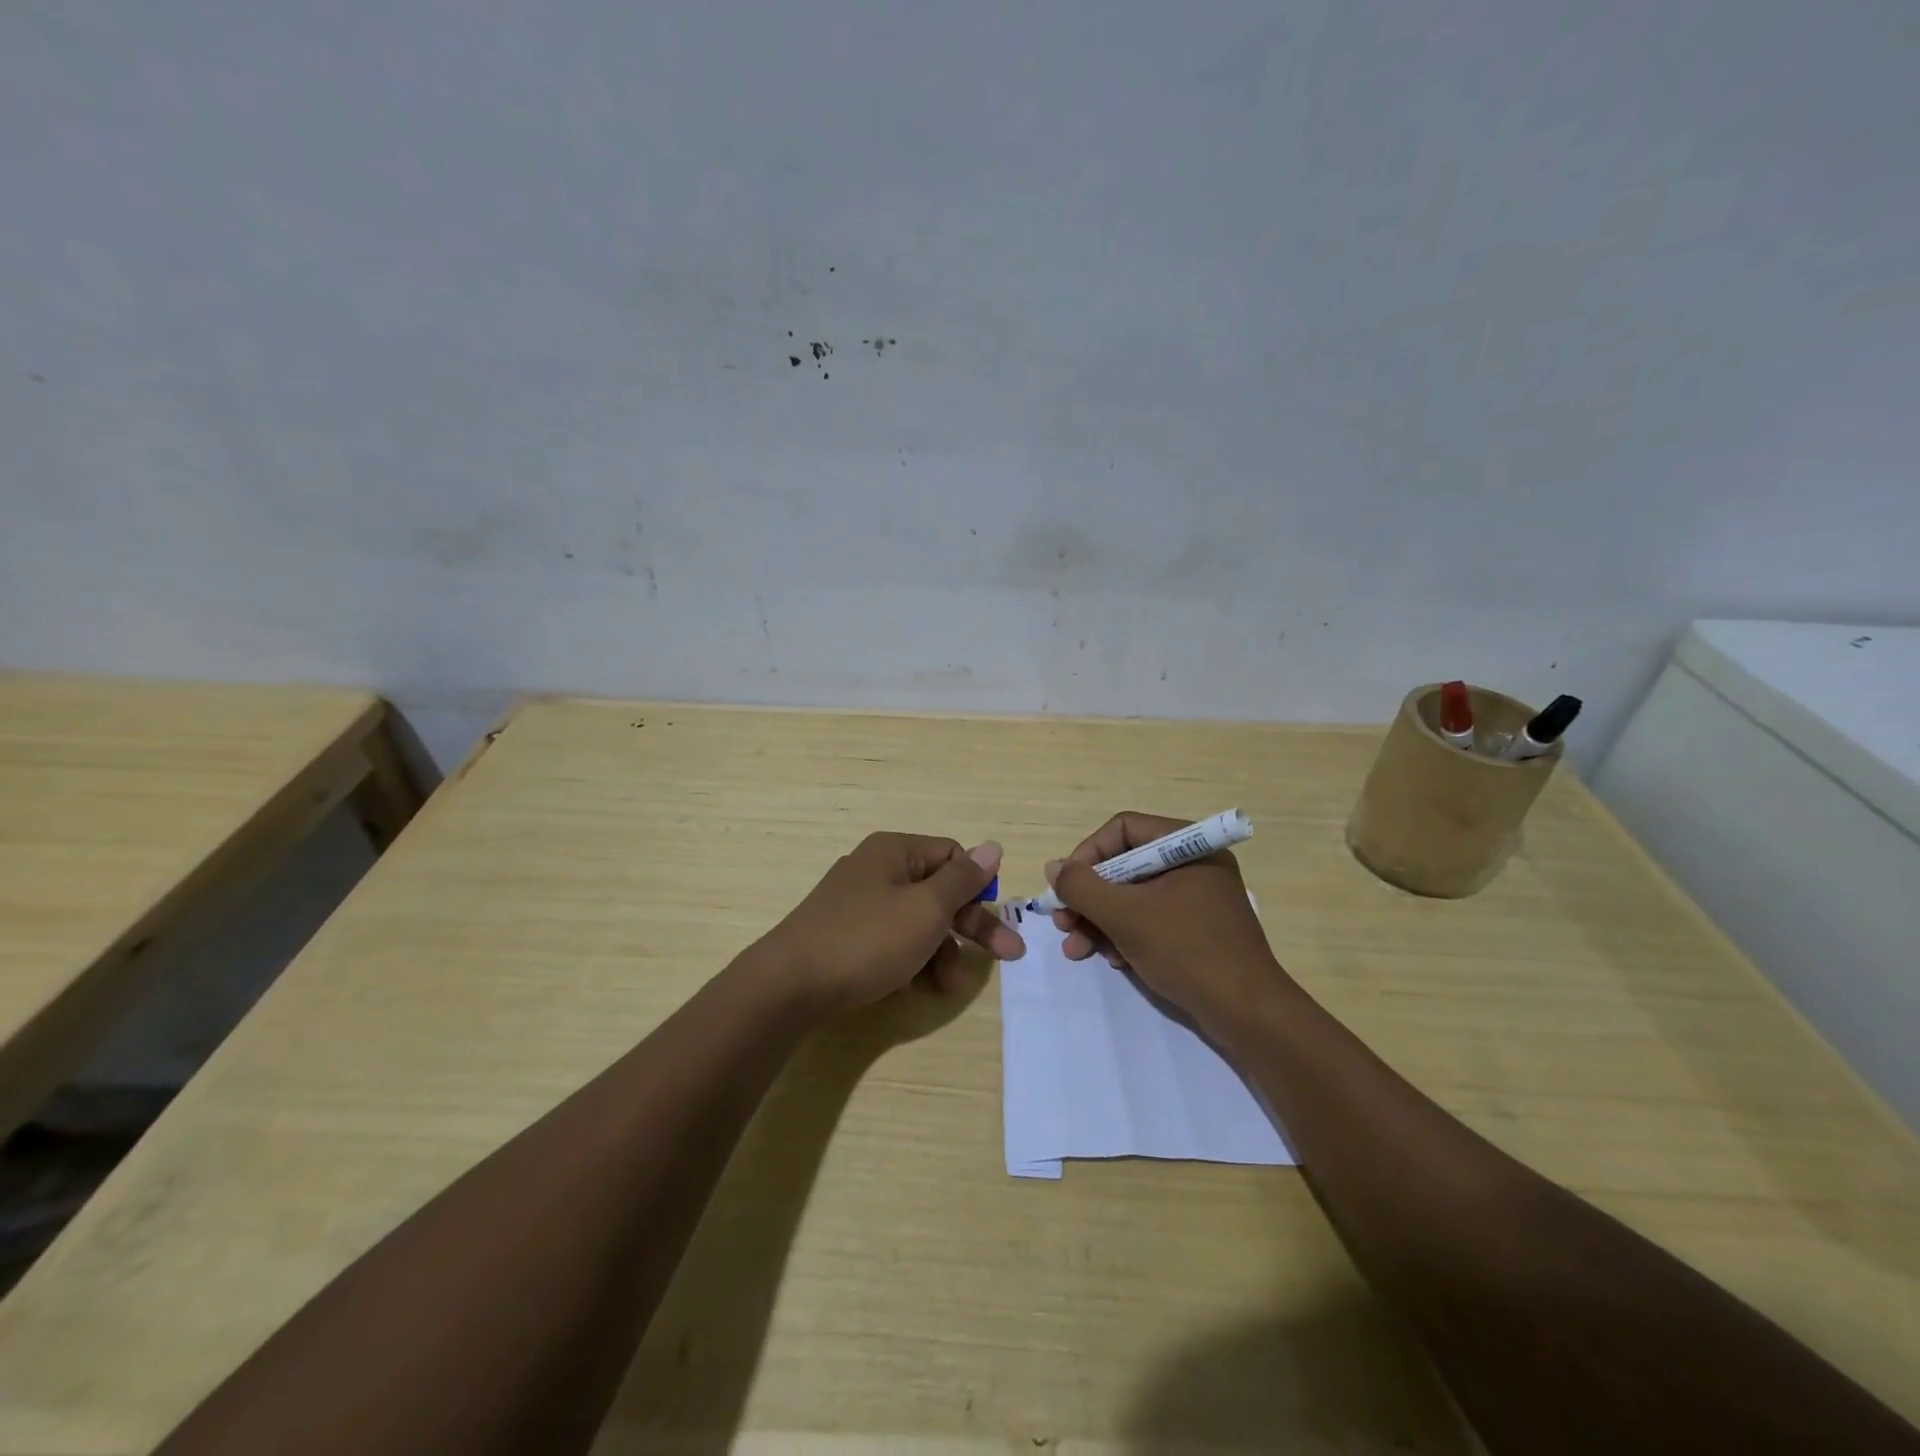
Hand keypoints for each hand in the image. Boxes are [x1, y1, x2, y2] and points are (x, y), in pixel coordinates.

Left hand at [756, 832, 1025, 1017]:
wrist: (789, 987)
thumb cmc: (867, 940)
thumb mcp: (926, 909)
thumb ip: (963, 879)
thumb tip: (993, 847)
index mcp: (894, 851)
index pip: (952, 855)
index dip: (978, 886)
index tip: (997, 918)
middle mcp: (875, 869)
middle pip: (937, 891)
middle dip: (970, 926)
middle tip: (1007, 957)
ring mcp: (856, 904)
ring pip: (916, 921)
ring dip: (940, 952)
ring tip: (946, 987)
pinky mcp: (844, 936)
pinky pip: (890, 941)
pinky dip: (909, 960)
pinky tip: (914, 988)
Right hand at [1047, 811, 1283, 1033]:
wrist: (1248, 1014)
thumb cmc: (1187, 951)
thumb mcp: (1125, 916)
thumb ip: (1082, 887)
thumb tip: (1054, 867)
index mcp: (1187, 846)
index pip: (1123, 830)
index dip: (1087, 854)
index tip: (1066, 887)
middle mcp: (1193, 864)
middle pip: (1124, 865)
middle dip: (1089, 897)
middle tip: (1063, 924)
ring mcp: (1197, 898)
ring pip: (1133, 896)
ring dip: (1100, 920)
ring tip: (1077, 950)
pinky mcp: (1197, 929)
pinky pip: (1151, 919)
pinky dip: (1125, 935)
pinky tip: (1112, 960)